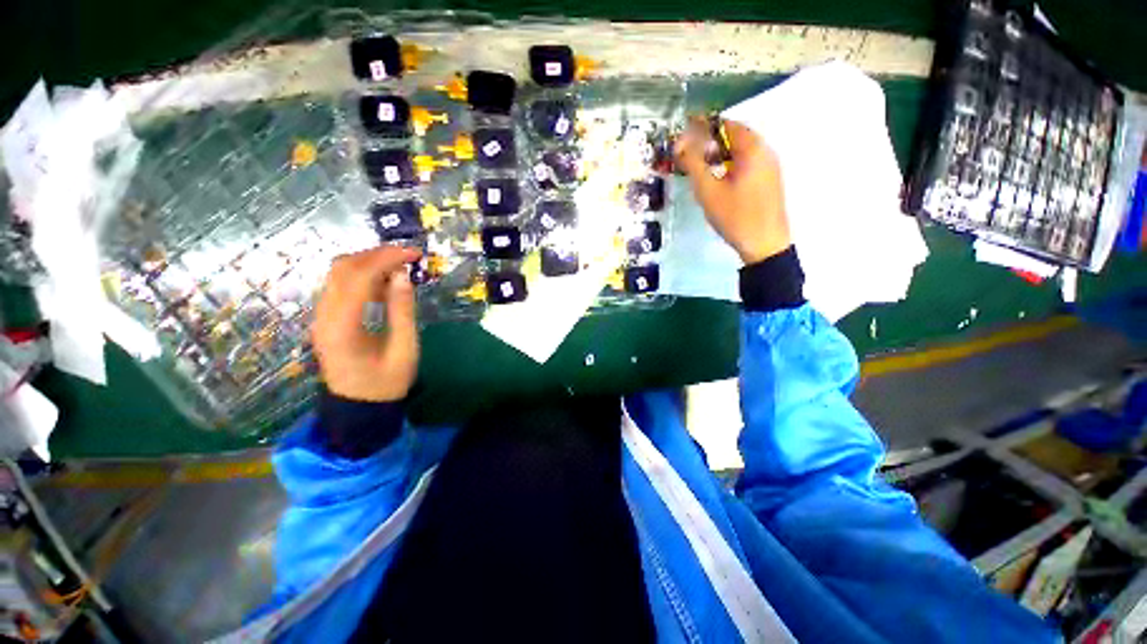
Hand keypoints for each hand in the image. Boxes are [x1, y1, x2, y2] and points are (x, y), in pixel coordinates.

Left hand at [312, 246, 421, 401]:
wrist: (358, 406)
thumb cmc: (387, 382)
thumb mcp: (404, 349)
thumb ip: (402, 311)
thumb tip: (403, 275)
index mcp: (343, 327)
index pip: (359, 277)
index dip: (387, 258)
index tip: (414, 254)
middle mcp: (324, 316)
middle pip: (343, 268)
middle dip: (377, 255)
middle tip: (408, 256)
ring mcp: (321, 316)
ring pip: (338, 273)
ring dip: (369, 262)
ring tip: (399, 266)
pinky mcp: (325, 318)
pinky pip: (339, 285)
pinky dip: (362, 275)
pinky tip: (384, 282)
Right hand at [675, 118, 790, 263]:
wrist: (765, 244)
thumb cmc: (735, 216)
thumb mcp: (708, 190)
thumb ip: (693, 164)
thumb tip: (679, 142)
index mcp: (752, 148)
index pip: (724, 124)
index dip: (702, 124)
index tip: (683, 130)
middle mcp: (765, 150)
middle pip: (734, 135)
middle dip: (709, 140)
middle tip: (688, 151)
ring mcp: (770, 166)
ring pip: (741, 150)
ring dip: (719, 153)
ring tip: (700, 166)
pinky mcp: (769, 180)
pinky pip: (747, 162)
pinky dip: (730, 163)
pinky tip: (718, 179)